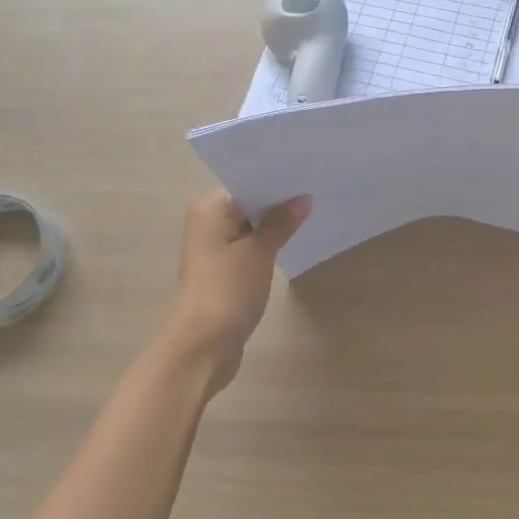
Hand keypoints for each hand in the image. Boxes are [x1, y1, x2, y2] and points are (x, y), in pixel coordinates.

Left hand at [164, 191, 311, 395]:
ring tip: (313, 210)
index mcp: (210, 208)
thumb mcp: (259, 251)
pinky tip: (295, 239)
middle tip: (317, 188)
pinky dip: (268, 244)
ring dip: (275, 223)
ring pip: (251, 226)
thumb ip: (281, 222)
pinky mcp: (223, 271)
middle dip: (280, 200)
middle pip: (249, 203)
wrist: (201, 347)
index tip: (308, 171)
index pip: (247, 181)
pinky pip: (250, 247)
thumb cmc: (227, 289)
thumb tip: (303, 199)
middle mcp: (208, 222)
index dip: (277, 178)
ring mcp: (215, 248)